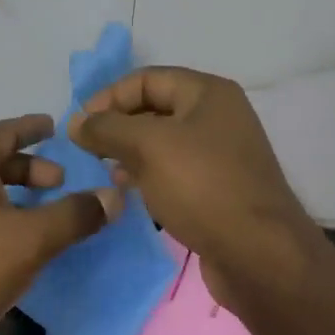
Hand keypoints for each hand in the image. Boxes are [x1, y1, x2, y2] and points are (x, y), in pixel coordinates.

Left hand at [0, 114, 118, 334]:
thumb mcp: (31, 239)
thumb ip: (74, 215)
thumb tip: (114, 195)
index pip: (0, 132)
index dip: (28, 127)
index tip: (53, 127)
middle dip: (28, 168)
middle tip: (60, 182)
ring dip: (15, 199)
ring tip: (45, 219)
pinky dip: (1, 223)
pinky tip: (18, 252)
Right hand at [69, 67, 316, 295]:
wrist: (258, 255)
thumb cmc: (202, 187)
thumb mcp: (148, 147)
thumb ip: (107, 128)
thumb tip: (76, 122)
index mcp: (208, 93)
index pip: (146, 78)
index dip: (109, 96)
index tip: (79, 126)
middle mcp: (218, 116)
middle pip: (155, 108)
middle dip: (118, 125)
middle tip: (87, 149)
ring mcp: (221, 154)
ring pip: (163, 141)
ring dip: (130, 151)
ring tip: (104, 170)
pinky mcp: (218, 188)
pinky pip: (175, 169)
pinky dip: (149, 174)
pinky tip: (129, 190)